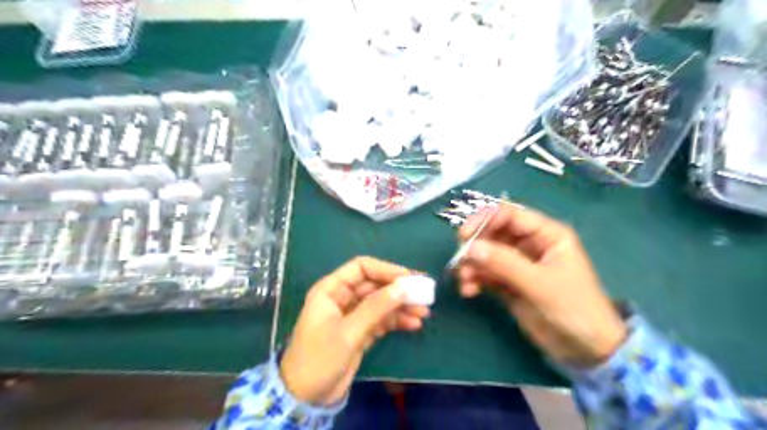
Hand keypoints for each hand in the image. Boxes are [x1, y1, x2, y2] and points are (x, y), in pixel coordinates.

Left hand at [281, 258, 429, 406]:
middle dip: (398, 290)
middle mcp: (342, 298)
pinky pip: (381, 320)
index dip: (386, 270)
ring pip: (380, 303)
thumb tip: (404, 287)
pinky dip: (396, 321)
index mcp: (331, 290)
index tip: (409, 278)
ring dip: (401, 306)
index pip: (361, 268)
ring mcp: (352, 315)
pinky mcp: (360, 331)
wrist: (305, 397)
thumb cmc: (319, 358)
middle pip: (375, 285)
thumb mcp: (348, 332)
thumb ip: (376, 307)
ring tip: (424, 312)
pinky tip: (413, 324)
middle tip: (424, 294)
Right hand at [458, 203, 625, 365]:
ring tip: (464, 280)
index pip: (510, 215)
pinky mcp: (508, 283)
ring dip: (471, 264)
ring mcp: (517, 264)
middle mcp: (530, 245)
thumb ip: (504, 263)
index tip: (464, 235)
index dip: (484, 220)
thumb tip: (470, 248)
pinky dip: (474, 279)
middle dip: (475, 245)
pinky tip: (468, 291)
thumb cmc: (574, 309)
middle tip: (460, 260)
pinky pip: (485, 274)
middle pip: (493, 233)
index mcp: (546, 235)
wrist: (585, 350)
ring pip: (486, 254)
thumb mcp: (540, 284)